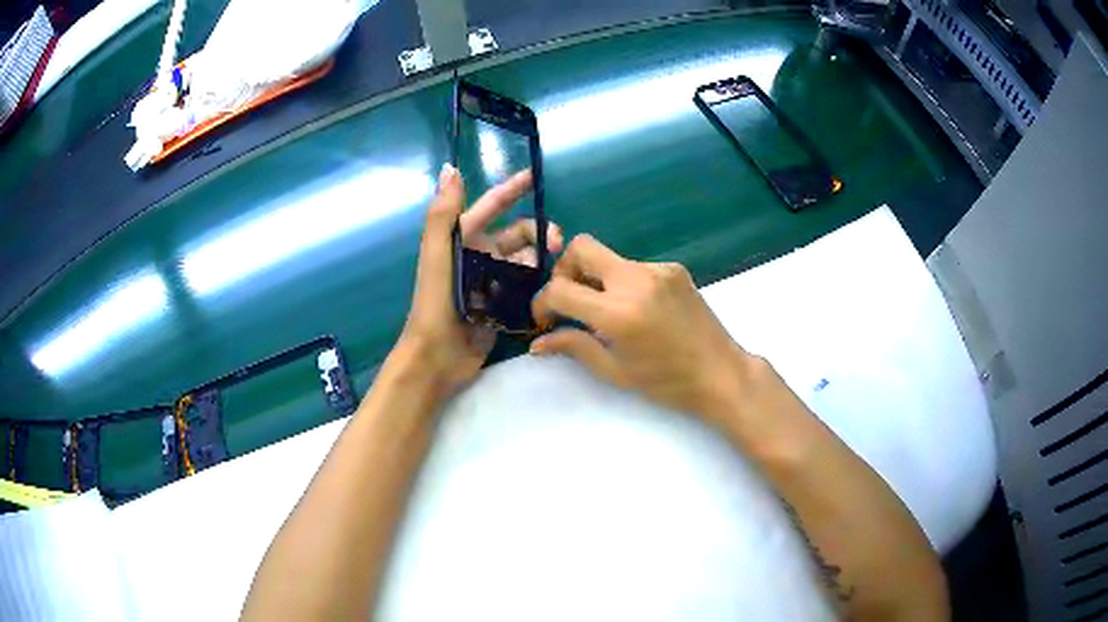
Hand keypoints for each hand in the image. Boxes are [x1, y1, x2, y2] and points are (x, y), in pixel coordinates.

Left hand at [393, 164, 562, 395]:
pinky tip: (553, 287)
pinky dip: (540, 282)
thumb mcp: (437, 255)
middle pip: (518, 234)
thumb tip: (450, 168)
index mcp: (463, 239)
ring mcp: (492, 280)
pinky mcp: (503, 303)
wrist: (438, 355)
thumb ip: (443, 213)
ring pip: (527, 259)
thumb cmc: (435, 303)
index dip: (512, 188)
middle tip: (558, 243)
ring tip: (555, 271)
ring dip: (542, 259)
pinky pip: (528, 285)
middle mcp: (480, 255)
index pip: (492, 205)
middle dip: (539, 233)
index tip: (536, 175)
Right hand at [530, 235, 758, 427]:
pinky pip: (634, 266)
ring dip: (597, 279)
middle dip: (565, 270)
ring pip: (609, 257)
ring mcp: (658, 269)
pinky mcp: (674, 268)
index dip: (542, 303)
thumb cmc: (666, 382)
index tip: (546, 320)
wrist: (720, 373)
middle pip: (581, 247)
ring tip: (608, 313)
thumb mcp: (615, 371)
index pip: (559, 289)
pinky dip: (624, 283)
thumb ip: (574, 347)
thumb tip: (537, 342)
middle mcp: (636, 279)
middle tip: (571, 301)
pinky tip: (638, 310)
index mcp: (618, 312)